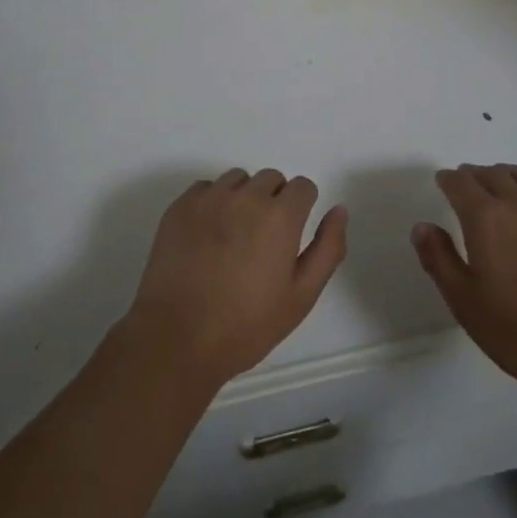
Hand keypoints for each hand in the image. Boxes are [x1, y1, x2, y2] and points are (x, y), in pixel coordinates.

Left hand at [124, 168, 347, 390]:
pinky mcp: (179, 206)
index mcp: (280, 216)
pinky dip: (212, 203)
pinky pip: (206, 189)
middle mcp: (246, 196)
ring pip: (238, 180)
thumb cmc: (246, 325)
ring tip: (233, 239)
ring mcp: (209, 198)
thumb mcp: (301, 296)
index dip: (301, 209)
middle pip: (271, 179)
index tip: (291, 236)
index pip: (303, 186)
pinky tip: (207, 237)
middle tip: (262, 242)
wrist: (177, 338)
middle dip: (274, 202)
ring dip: (243, 198)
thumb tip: (339, 209)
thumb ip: (327, 248)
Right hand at [412, 164, 516, 394]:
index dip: (449, 180)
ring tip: (504, 185)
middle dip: (476, 175)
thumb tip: (422, 226)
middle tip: (470, 184)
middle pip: (493, 173)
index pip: (461, 183)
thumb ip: (439, 259)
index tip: (445, 181)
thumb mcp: (465, 302)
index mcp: (485, 218)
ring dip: (508, 174)